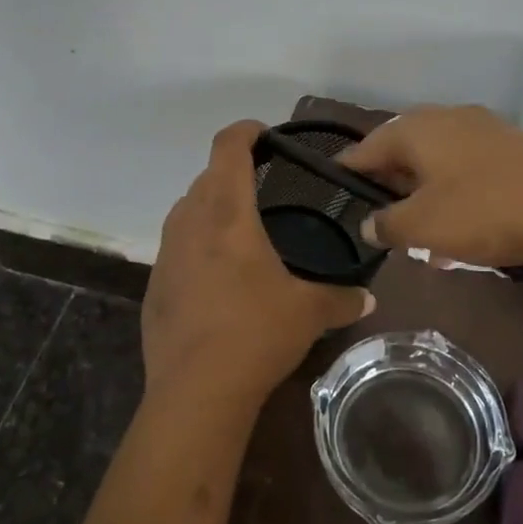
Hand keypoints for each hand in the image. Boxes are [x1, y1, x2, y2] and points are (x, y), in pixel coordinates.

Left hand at [141, 121, 373, 409]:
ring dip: (211, 206)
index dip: (244, 132)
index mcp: (228, 214)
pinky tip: (217, 276)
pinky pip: (176, 245)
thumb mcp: (308, 313)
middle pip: (207, 176)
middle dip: (232, 172)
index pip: (227, 148)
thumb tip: (368, 299)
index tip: (263, 134)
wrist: (196, 391)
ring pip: (187, 209)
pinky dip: (196, 243)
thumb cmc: (256, 334)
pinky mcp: (154, 284)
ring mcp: (166, 253)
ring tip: (240, 229)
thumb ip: (341, 298)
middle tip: (263, 187)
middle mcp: (190, 222)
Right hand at [341, 105, 522, 268]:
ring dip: (425, 192)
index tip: (336, 189)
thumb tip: (370, 224)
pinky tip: (462, 229)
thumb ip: (387, 224)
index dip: (349, 170)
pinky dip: (456, 193)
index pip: (367, 146)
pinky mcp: (514, 148)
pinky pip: (469, 168)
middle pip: (404, 148)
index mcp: (418, 128)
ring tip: (420, 231)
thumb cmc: (483, 212)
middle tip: (379, 214)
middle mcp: (448, 118)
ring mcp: (485, 130)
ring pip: (439, 160)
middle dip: (390, 183)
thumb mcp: (422, 226)